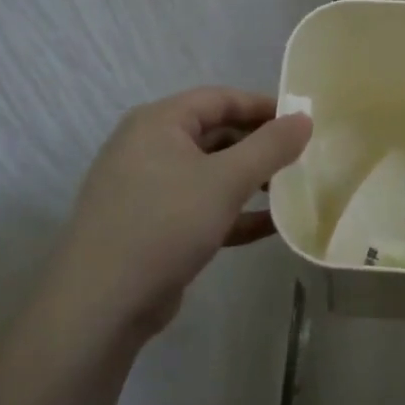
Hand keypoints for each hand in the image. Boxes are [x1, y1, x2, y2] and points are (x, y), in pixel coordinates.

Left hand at [38, 87, 311, 349]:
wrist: (100, 305)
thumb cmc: (165, 224)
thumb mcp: (226, 180)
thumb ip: (270, 147)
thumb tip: (304, 118)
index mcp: (159, 123)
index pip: (220, 99)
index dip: (263, 106)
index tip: (302, 123)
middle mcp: (149, 147)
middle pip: (216, 133)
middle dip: (259, 146)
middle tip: (301, 159)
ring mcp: (148, 189)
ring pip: (210, 173)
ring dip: (250, 180)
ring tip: (290, 191)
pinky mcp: (152, 226)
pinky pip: (201, 207)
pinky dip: (233, 212)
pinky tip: (270, 227)